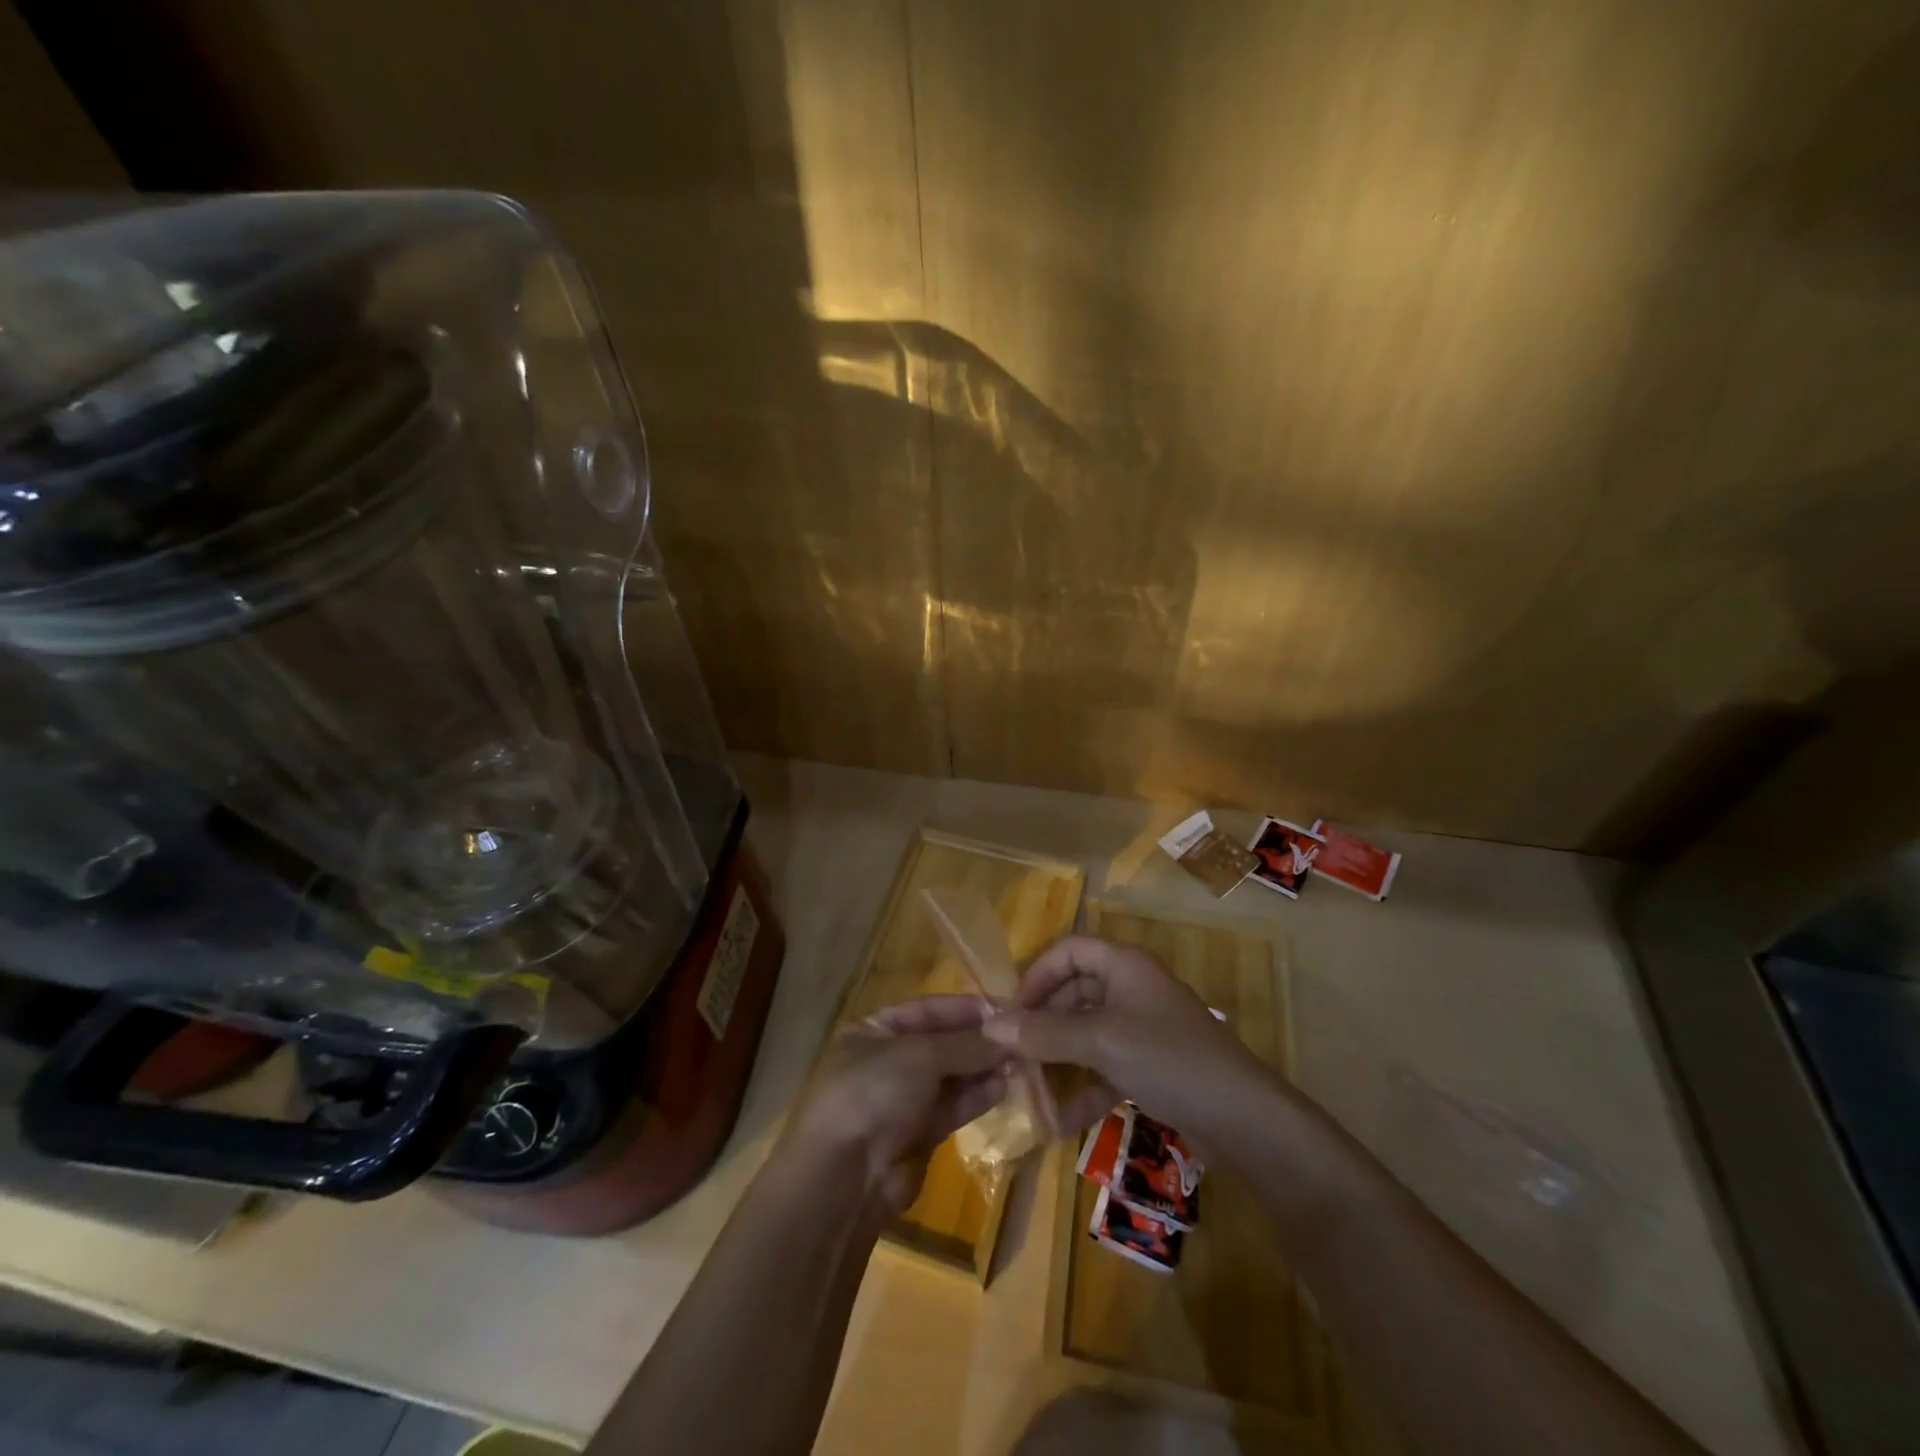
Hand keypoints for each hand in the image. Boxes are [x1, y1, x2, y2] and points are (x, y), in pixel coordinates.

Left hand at [785, 995, 1009, 1211]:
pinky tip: (1004, 1087)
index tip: (1006, 1008)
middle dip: (978, 1040)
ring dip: (983, 1069)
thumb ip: (966, 1044)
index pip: (927, 1009)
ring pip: (950, 1077)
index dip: (965, 1008)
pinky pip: (952, 1107)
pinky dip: (976, 1097)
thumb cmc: (874, 1093)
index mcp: (873, 1030)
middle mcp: (887, 1061)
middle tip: (1021, 1038)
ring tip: (1020, 1061)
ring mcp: (901, 1100)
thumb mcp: (920, 1055)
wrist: (844, 1178)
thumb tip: (1009, 1034)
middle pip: (941, 1043)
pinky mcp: (918, 1136)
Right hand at [982, 935, 1267, 1145]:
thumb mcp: (1101, 1042)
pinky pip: (1104, 1067)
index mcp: (1124, 966)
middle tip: (1010, 1056)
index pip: (1068, 951)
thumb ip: (1045, 1033)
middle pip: (1073, 993)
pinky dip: (1083, 1088)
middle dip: (1041, 1024)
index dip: (1035, 975)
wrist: (1246, 1121)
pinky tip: (1059, 1122)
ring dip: (1057, 1060)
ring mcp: (1142, 1029)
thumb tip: (990, 1024)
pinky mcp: (1151, 1066)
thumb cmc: (1170, 1060)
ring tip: (1026, 1090)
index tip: (1010, 1012)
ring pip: (1086, 1034)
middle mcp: (1131, 989)